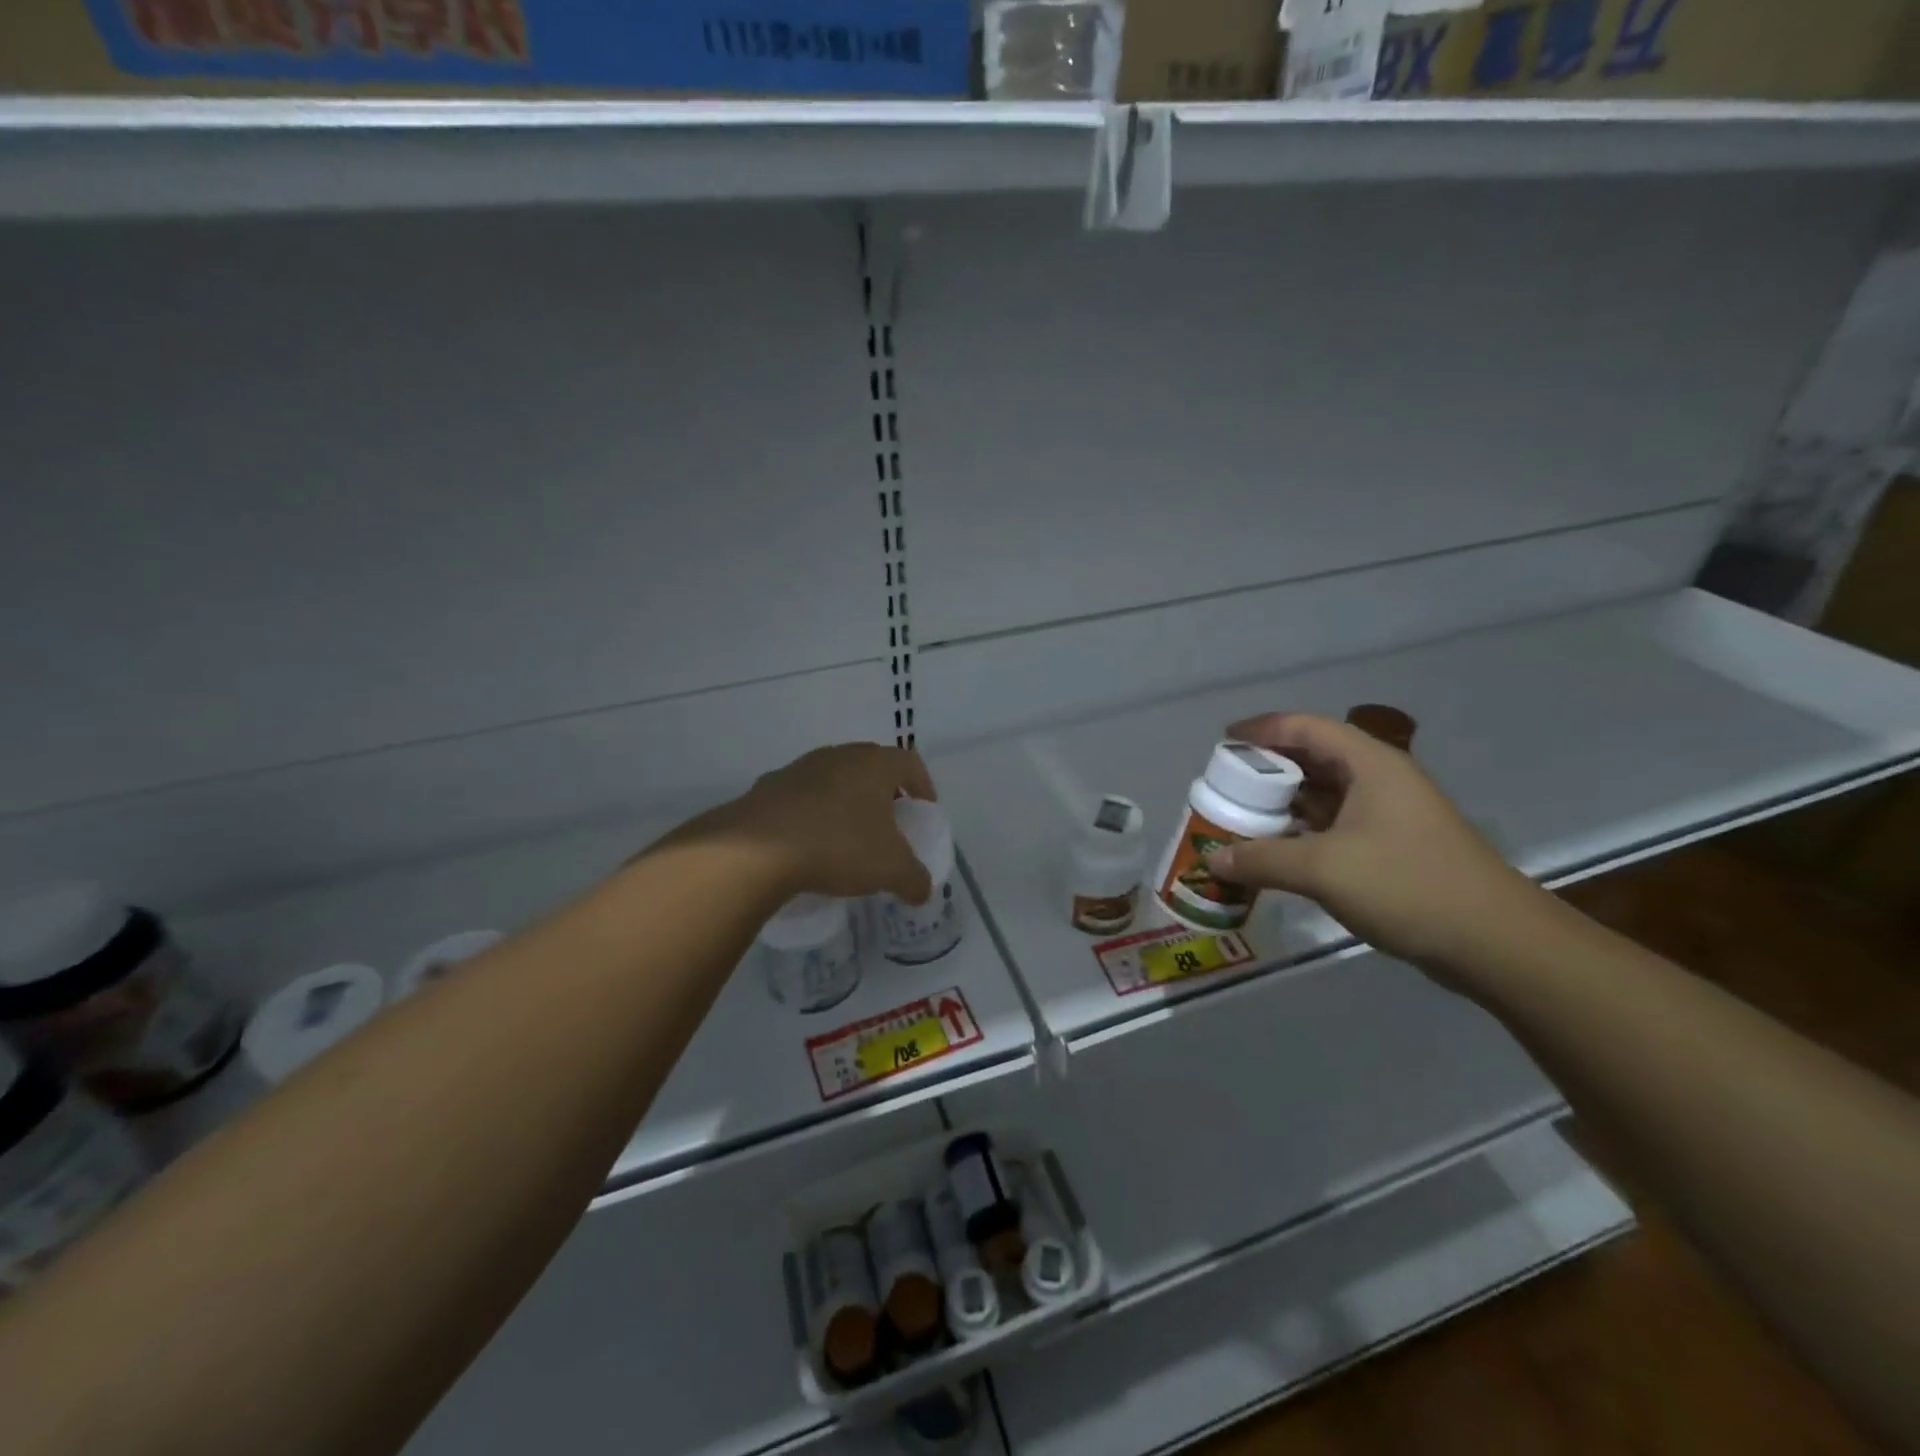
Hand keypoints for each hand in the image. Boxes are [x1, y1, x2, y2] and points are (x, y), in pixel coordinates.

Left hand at [699, 743, 937, 904]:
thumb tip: (923, 890)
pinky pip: (801, 796)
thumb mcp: (890, 869)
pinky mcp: (768, 786)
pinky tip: (808, 843)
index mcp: (875, 764)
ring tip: (847, 835)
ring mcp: (800, 768)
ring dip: (845, 801)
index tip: (924, 809)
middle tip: (888, 822)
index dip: (923, 785)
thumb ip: (914, 879)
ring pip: (834, 778)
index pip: (909, 762)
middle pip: (871, 766)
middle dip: (883, 792)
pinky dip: (811, 814)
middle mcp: (839, 756)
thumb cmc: (839, 846)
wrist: (758, 848)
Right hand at [1203, 713, 1540, 973]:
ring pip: (1324, 794)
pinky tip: (1276, 850)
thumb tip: (1214, 860)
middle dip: (1267, 768)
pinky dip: (1302, 830)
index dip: (1262, 729)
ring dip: (1283, 802)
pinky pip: (1335, 825)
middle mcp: (1380, 780)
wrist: (1495, 942)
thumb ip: (1263, 860)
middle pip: (1313, 758)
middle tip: (1225, 784)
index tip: (1222, 741)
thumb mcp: (1324, 869)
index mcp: (1370, 765)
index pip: (1306, 728)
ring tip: (1241, 815)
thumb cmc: (1408, 886)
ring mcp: (1389, 815)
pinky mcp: (1392, 847)